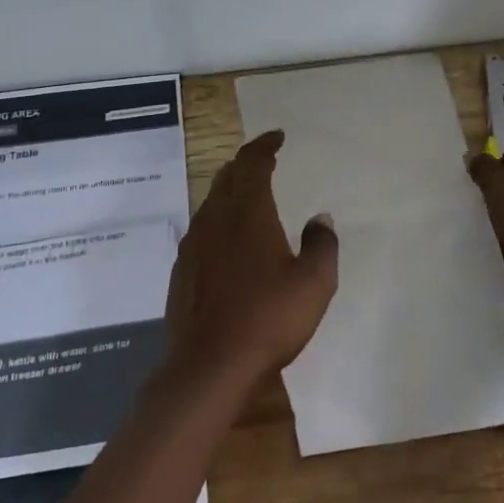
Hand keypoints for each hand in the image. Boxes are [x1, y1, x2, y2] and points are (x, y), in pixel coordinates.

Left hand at [164, 130, 338, 388]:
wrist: (209, 365)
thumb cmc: (268, 319)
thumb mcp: (314, 284)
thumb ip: (321, 245)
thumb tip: (320, 219)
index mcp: (248, 213)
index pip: (252, 163)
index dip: (264, 145)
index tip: (278, 137)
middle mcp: (216, 219)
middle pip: (227, 177)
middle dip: (246, 164)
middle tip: (265, 163)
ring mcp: (194, 245)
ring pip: (210, 202)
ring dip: (230, 191)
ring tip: (249, 199)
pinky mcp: (182, 270)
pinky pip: (201, 230)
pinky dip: (218, 221)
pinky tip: (227, 243)